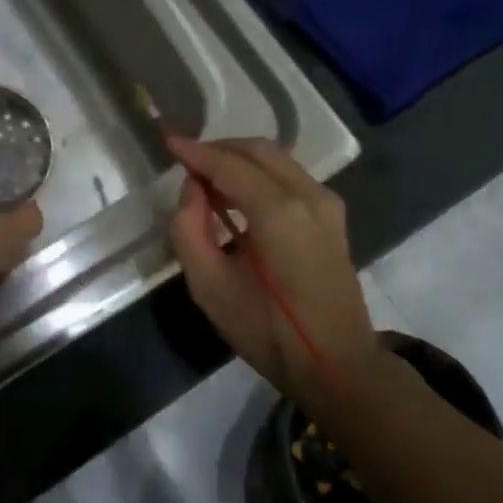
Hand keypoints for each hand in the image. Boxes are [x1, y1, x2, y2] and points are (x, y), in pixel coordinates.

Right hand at [165, 134, 379, 406]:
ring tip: (208, 180)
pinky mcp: (333, 217)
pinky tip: (239, 196)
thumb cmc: (268, 331)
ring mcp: (327, 203)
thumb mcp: (210, 287)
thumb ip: (189, 229)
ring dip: (241, 161)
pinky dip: (261, 175)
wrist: (336, 363)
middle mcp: (308, 194)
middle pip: (259, 151)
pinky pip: (291, 178)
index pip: (229, 165)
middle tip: (186, 161)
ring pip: (278, 160)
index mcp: (278, 210)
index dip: (195, 151)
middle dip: (219, 149)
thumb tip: (193, 190)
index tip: (167, 138)